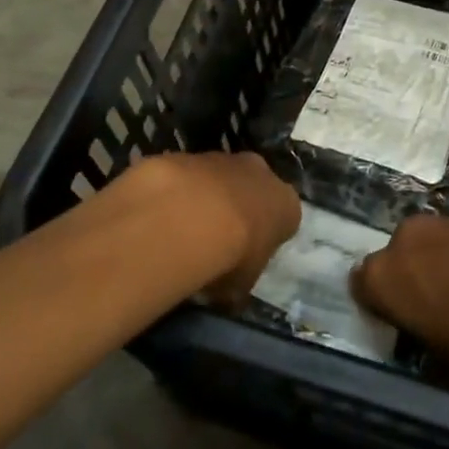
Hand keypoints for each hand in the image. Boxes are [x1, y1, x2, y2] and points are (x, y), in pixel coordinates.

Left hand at [147, 152, 300, 309]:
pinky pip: (187, 177)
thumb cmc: (230, 256)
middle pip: (253, 188)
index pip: (284, 218)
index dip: (266, 237)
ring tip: (183, 230)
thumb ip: (239, 282)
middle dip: (239, 207)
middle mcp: (260, 172)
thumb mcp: (241, 286)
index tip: (248, 256)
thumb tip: (227, 293)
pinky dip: (178, 192)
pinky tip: (163, 216)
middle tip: (217, 239)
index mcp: (286, 203)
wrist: (188, 217)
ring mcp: (223, 158)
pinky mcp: (188, 155)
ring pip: (218, 178)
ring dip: (206, 198)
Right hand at [351, 215, 448, 399]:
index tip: (404, 338)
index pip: (361, 291)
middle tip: (435, 325)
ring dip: (435, 275)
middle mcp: (403, 239)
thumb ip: (432, 368)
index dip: (381, 316)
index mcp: (385, 276)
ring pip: (424, 252)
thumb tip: (431, 364)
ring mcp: (441, 222)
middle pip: (393, 266)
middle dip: (408, 290)